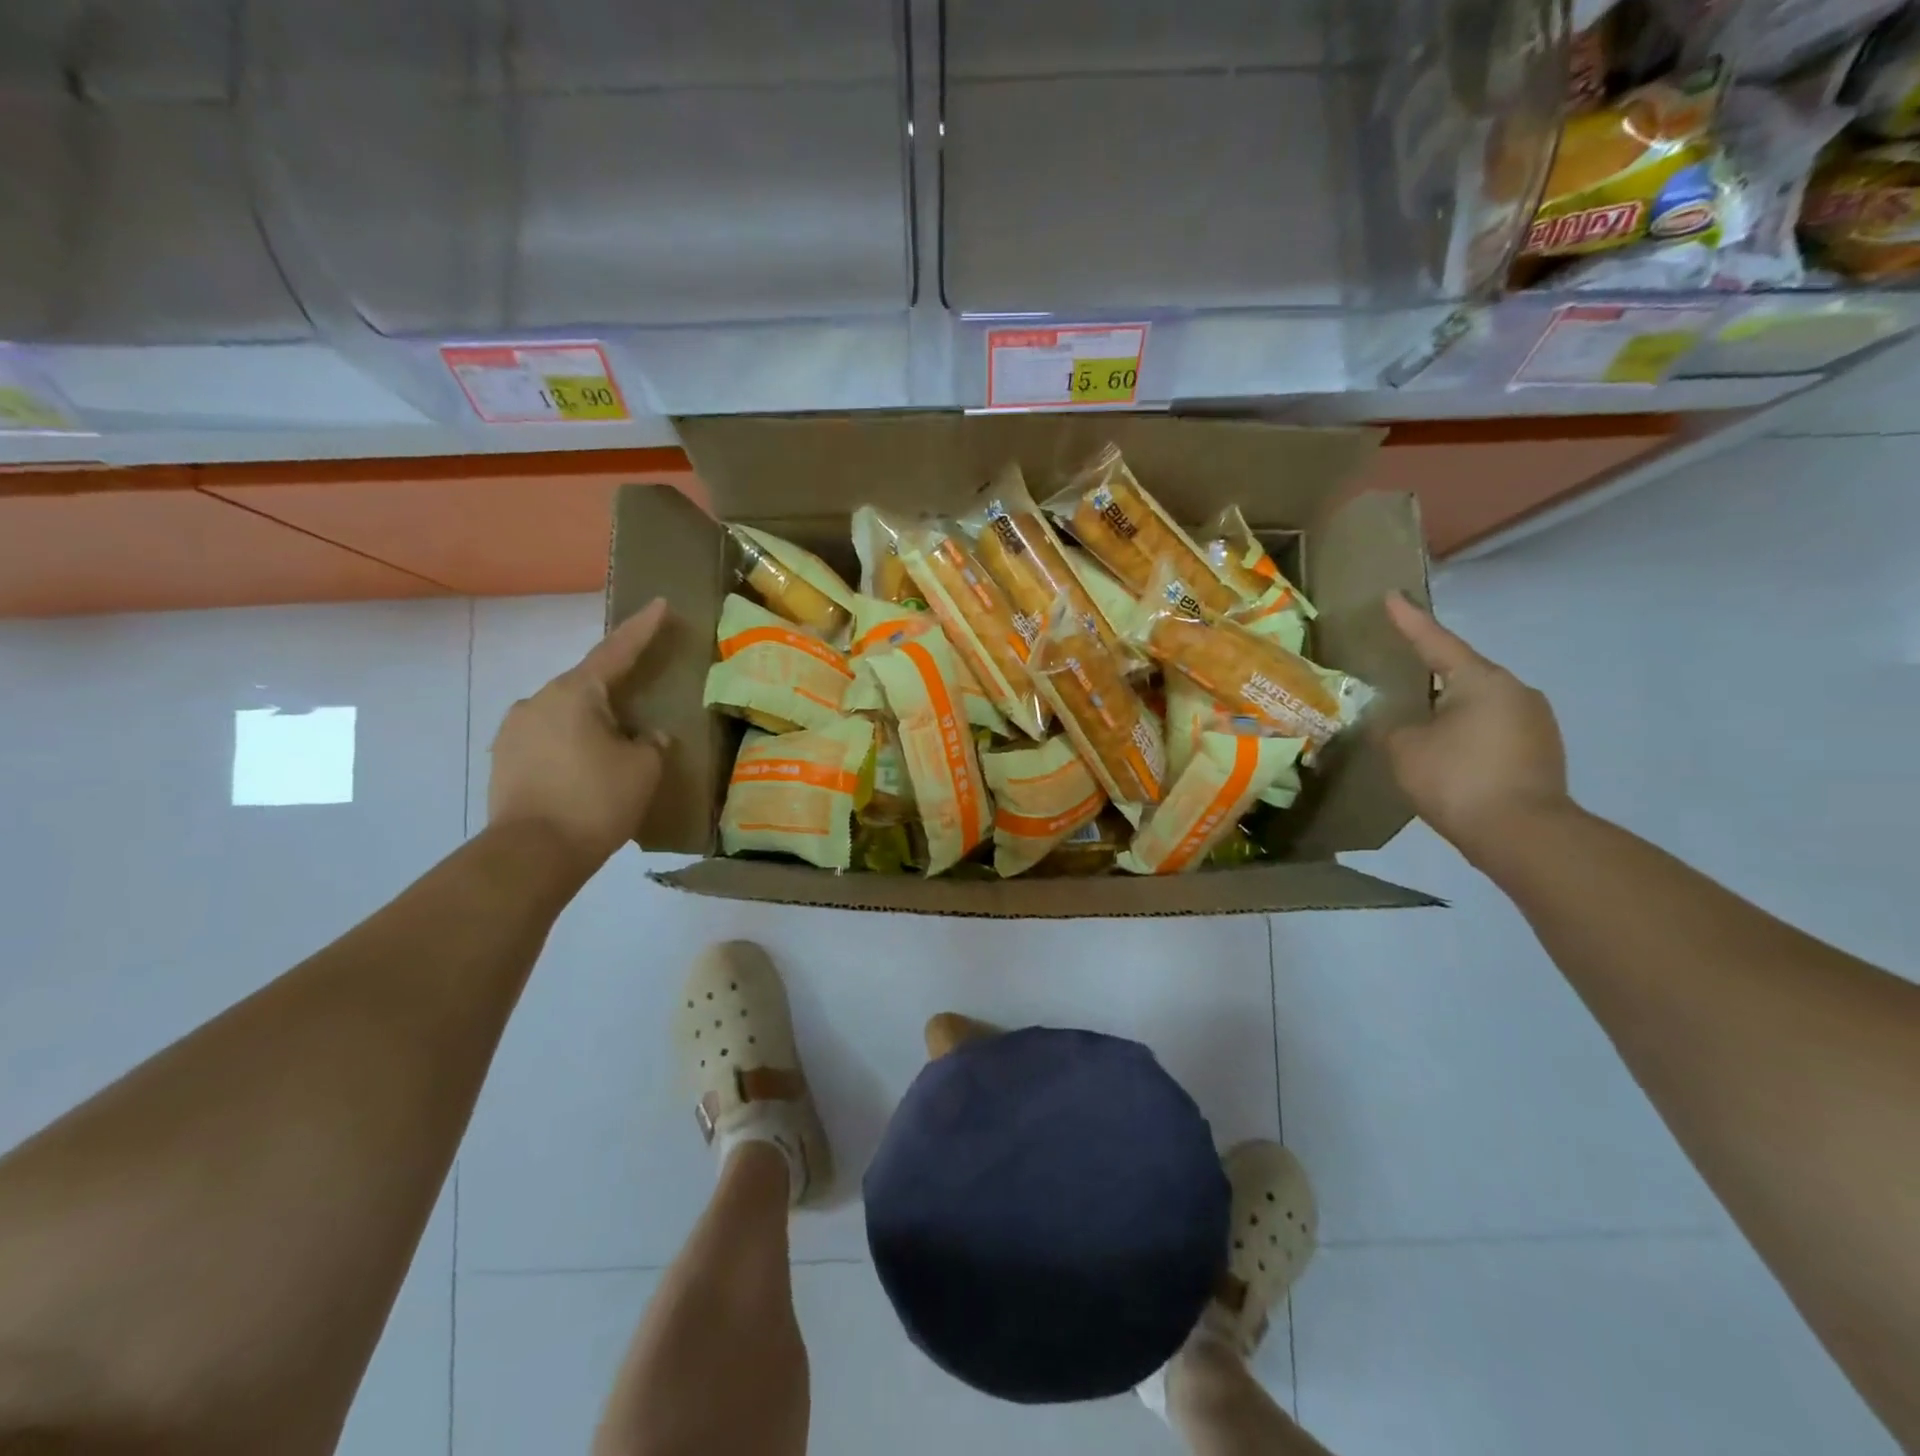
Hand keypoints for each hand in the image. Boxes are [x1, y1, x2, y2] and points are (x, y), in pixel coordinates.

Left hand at [488, 599, 672, 870]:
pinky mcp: (503, 761)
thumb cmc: (596, 800)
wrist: (531, 854)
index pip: (616, 651)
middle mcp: (537, 702)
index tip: (659, 604)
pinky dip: (571, 749)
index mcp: (575, 693)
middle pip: (586, 687)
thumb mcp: (643, 768)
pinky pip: (548, 742)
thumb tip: (646, 736)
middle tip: (641, 709)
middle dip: (615, 694)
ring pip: (565, 717)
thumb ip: (651, 743)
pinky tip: (586, 773)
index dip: (642, 629)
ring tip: (613, 753)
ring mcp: (514, 731)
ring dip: (591, 726)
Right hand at [1383, 592, 1570, 859]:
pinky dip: (1466, 734)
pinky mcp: (1541, 751)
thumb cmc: (1457, 779)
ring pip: (1478, 704)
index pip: (1436, 642)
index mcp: (1481, 680)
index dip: (1409, 621)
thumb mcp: (1404, 749)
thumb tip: (1395, 722)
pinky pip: (1492, 729)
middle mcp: (1515, 691)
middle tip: (1399, 679)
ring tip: (1419, 727)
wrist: (1524, 835)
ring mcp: (1535, 722)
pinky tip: (1447, 755)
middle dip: (1430, 677)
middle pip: (1462, 674)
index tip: (1392, 596)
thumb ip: (1391, 727)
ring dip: (1449, 710)